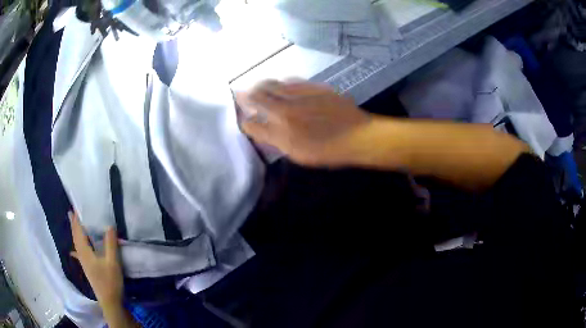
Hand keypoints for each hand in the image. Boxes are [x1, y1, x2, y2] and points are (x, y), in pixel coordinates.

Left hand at [69, 211, 122, 309]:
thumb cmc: (110, 281)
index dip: (76, 221)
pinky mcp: (88, 269)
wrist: (110, 302)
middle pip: (75, 238)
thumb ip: (110, 244)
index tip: (74, 208)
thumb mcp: (113, 262)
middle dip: (73, 225)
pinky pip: (79, 253)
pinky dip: (76, 248)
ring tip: (74, 225)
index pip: (78, 232)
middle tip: (71, 213)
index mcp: (85, 253)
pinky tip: (74, 251)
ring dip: (75, 234)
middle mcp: (82, 256)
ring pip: (76, 245)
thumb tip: (109, 225)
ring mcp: (84, 263)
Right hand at [236, 80, 371, 166]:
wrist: (358, 136)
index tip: (243, 117)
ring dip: (262, 85)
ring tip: (259, 87)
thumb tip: (264, 130)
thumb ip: (278, 141)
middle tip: (243, 94)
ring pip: (272, 84)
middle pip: (257, 96)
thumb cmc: (329, 151)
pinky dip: (282, 82)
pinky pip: (292, 80)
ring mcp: (300, 95)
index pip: (251, 124)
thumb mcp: (299, 154)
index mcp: (281, 132)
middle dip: (246, 94)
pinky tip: (284, 85)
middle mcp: (285, 110)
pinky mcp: (313, 87)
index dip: (244, 120)